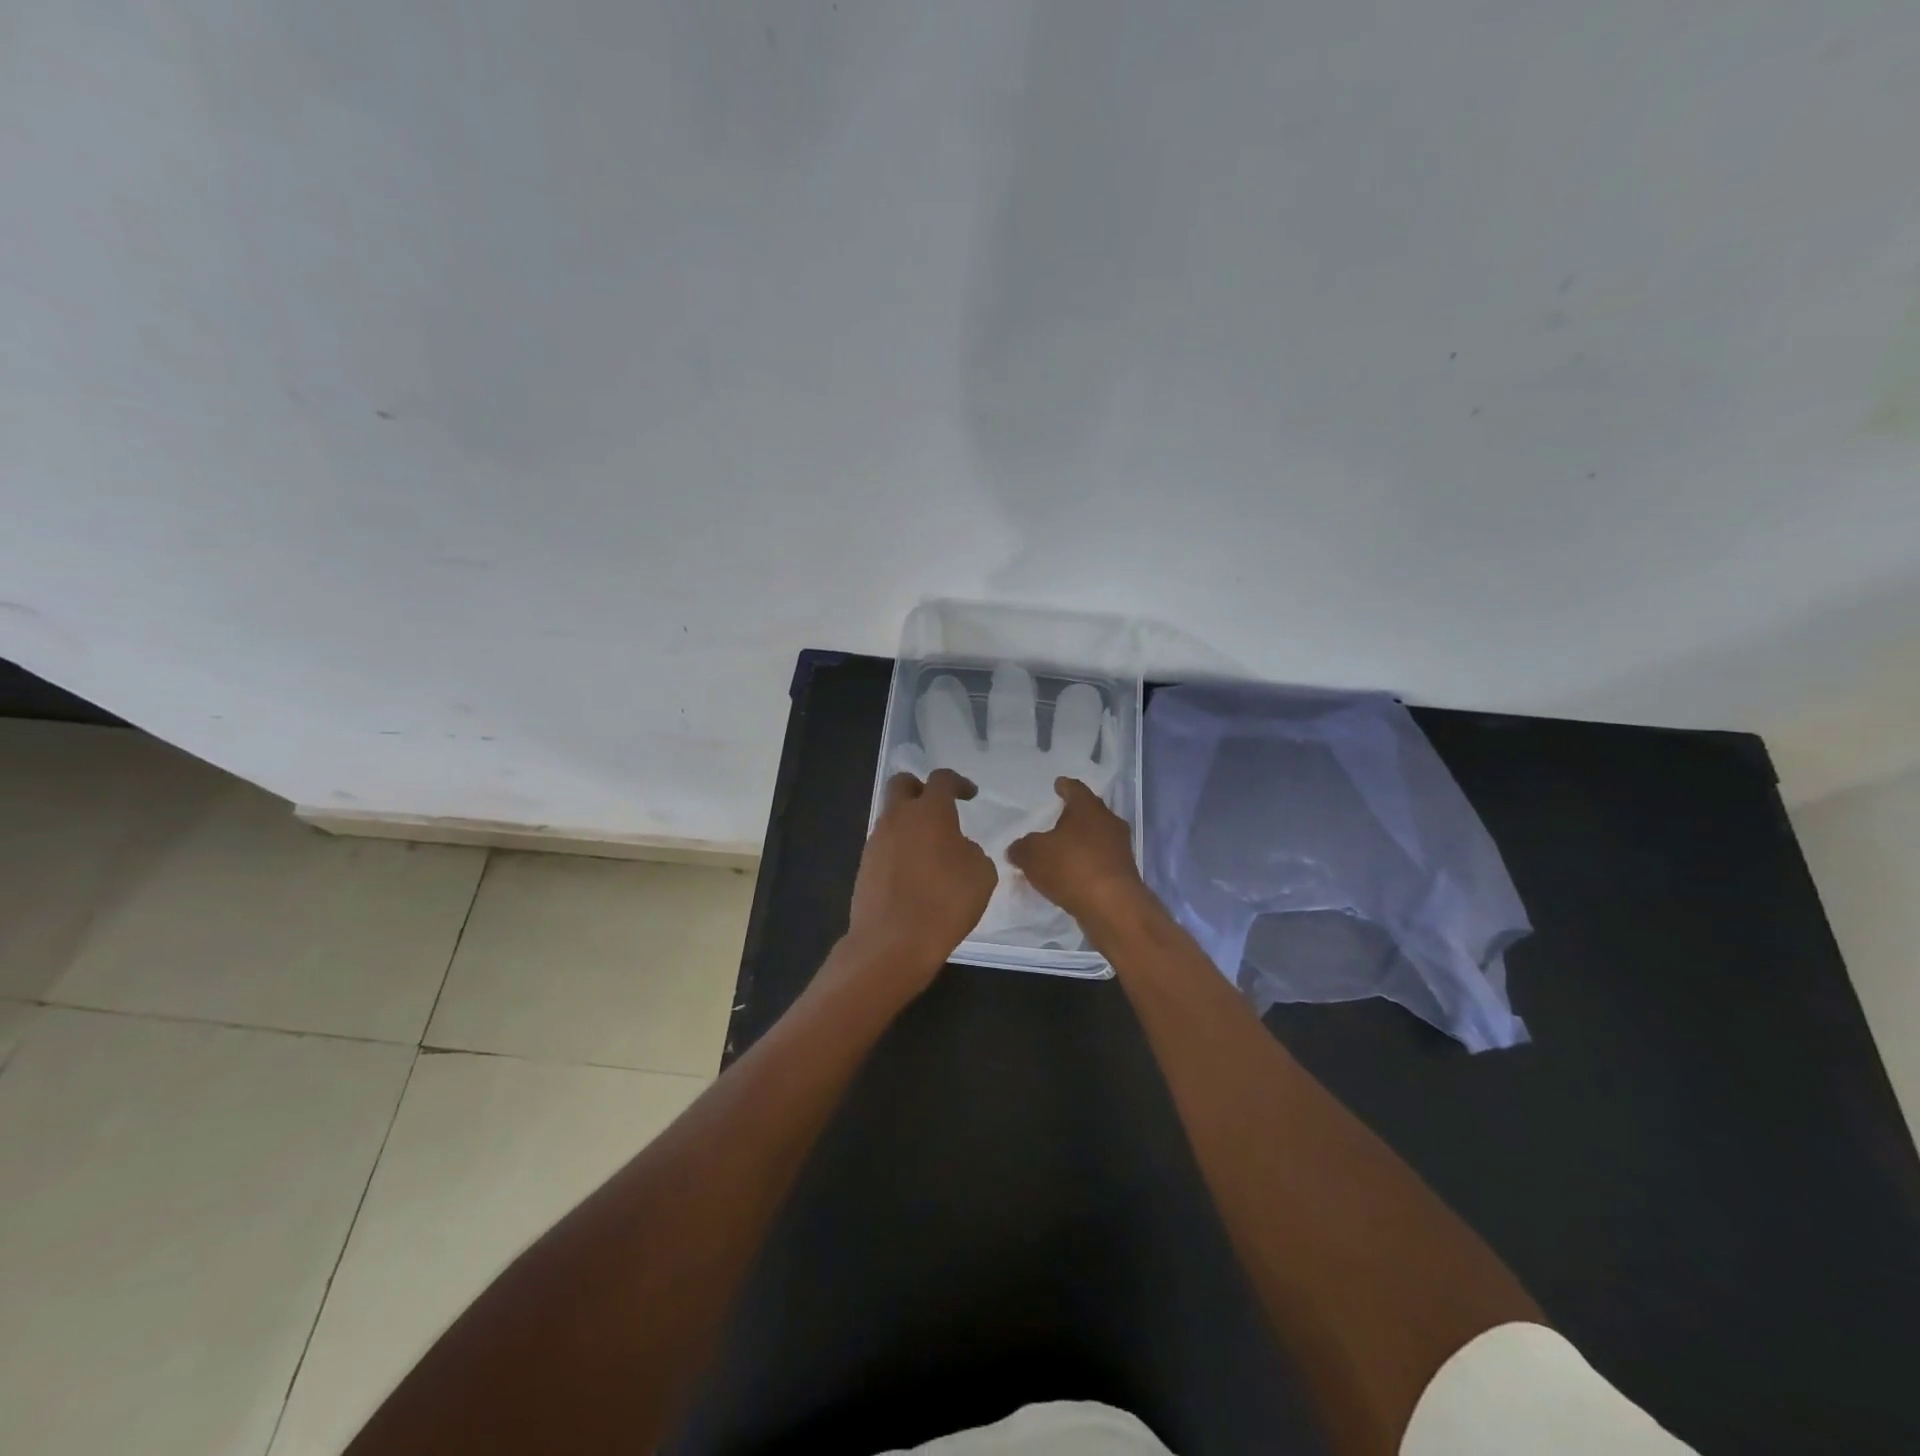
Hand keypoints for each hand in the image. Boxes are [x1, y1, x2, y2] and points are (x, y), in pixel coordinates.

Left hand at [842, 769, 997, 994]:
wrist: (892, 942)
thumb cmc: (944, 903)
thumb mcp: (981, 875)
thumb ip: (972, 851)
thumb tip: (959, 848)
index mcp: (930, 812)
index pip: (941, 779)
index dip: (958, 782)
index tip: (970, 795)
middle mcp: (898, 818)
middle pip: (902, 784)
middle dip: (920, 788)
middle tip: (938, 807)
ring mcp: (876, 841)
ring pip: (891, 816)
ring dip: (910, 823)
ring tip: (931, 850)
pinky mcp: (864, 866)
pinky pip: (885, 845)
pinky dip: (900, 849)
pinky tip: (915, 873)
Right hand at [1007, 777, 1151, 932]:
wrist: (1112, 906)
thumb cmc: (1071, 867)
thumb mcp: (1033, 854)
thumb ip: (1022, 848)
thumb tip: (1017, 849)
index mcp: (1088, 808)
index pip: (1075, 789)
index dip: (1064, 787)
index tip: (1058, 785)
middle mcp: (1109, 822)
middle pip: (1090, 812)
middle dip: (1075, 815)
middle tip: (1058, 818)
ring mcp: (1120, 848)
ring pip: (1098, 837)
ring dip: (1082, 841)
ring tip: (1063, 849)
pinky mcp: (1124, 873)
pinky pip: (1101, 860)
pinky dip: (1088, 863)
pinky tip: (1074, 873)